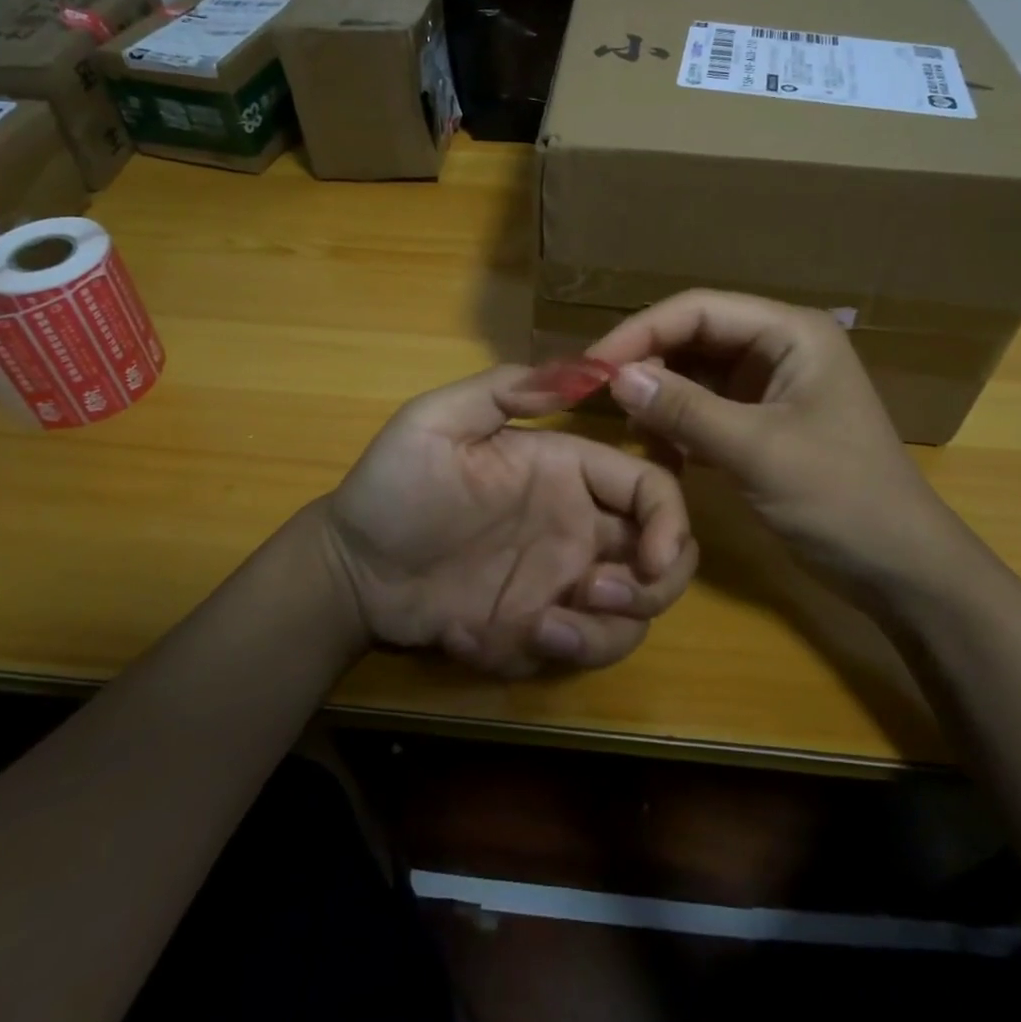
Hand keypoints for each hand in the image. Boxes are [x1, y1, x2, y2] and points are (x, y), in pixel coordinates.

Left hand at [322, 366, 699, 676]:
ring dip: (601, 633)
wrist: (349, 565)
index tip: (651, 559)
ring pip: (630, 618)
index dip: (670, 521)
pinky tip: (471, 633)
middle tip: (594, 594)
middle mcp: (577, 527)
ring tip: (540, 630)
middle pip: (663, 559)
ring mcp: (559, 582)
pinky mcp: (535, 630)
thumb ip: (507, 390)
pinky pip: (574, 651)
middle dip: (652, 586)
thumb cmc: (393, 486)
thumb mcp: (437, 421)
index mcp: (567, 472)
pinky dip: (543, 653)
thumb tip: (589, 368)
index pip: (651, 488)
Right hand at [586, 290, 970, 585]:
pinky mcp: (760, 422)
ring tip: (629, 427)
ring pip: (695, 373)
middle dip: (647, 363)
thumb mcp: (758, 451)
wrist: (898, 567)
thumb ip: (685, 411)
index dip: (641, 331)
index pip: (698, 310)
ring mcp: (769, 386)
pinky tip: (657, 447)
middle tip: (596, 396)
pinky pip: (704, 408)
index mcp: (789, 332)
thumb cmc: (841, 498)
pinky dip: (677, 424)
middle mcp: (777, 347)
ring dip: (660, 396)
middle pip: (693, 337)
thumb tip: (616, 377)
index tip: (592, 364)